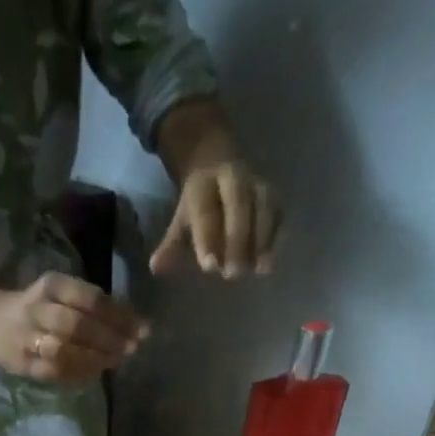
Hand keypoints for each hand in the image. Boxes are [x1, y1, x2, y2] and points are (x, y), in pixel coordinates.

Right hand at [0, 272, 144, 382]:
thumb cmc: (38, 309)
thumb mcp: (62, 296)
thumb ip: (94, 307)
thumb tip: (136, 325)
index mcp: (52, 286)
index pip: (90, 298)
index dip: (118, 315)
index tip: (142, 329)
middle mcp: (38, 308)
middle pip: (78, 324)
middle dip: (109, 338)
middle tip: (131, 348)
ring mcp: (29, 338)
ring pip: (65, 349)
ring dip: (94, 358)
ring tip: (114, 362)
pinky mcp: (24, 364)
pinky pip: (55, 372)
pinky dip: (78, 374)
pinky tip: (94, 373)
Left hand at [150, 157, 278, 277]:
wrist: (218, 161)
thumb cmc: (197, 204)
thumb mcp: (181, 221)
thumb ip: (171, 245)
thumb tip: (155, 268)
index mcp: (204, 184)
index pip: (206, 211)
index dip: (208, 238)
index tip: (209, 267)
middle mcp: (234, 178)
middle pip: (239, 204)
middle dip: (237, 239)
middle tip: (233, 274)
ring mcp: (257, 184)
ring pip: (264, 206)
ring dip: (263, 239)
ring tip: (258, 270)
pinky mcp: (274, 194)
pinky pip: (279, 213)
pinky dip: (277, 237)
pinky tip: (269, 262)